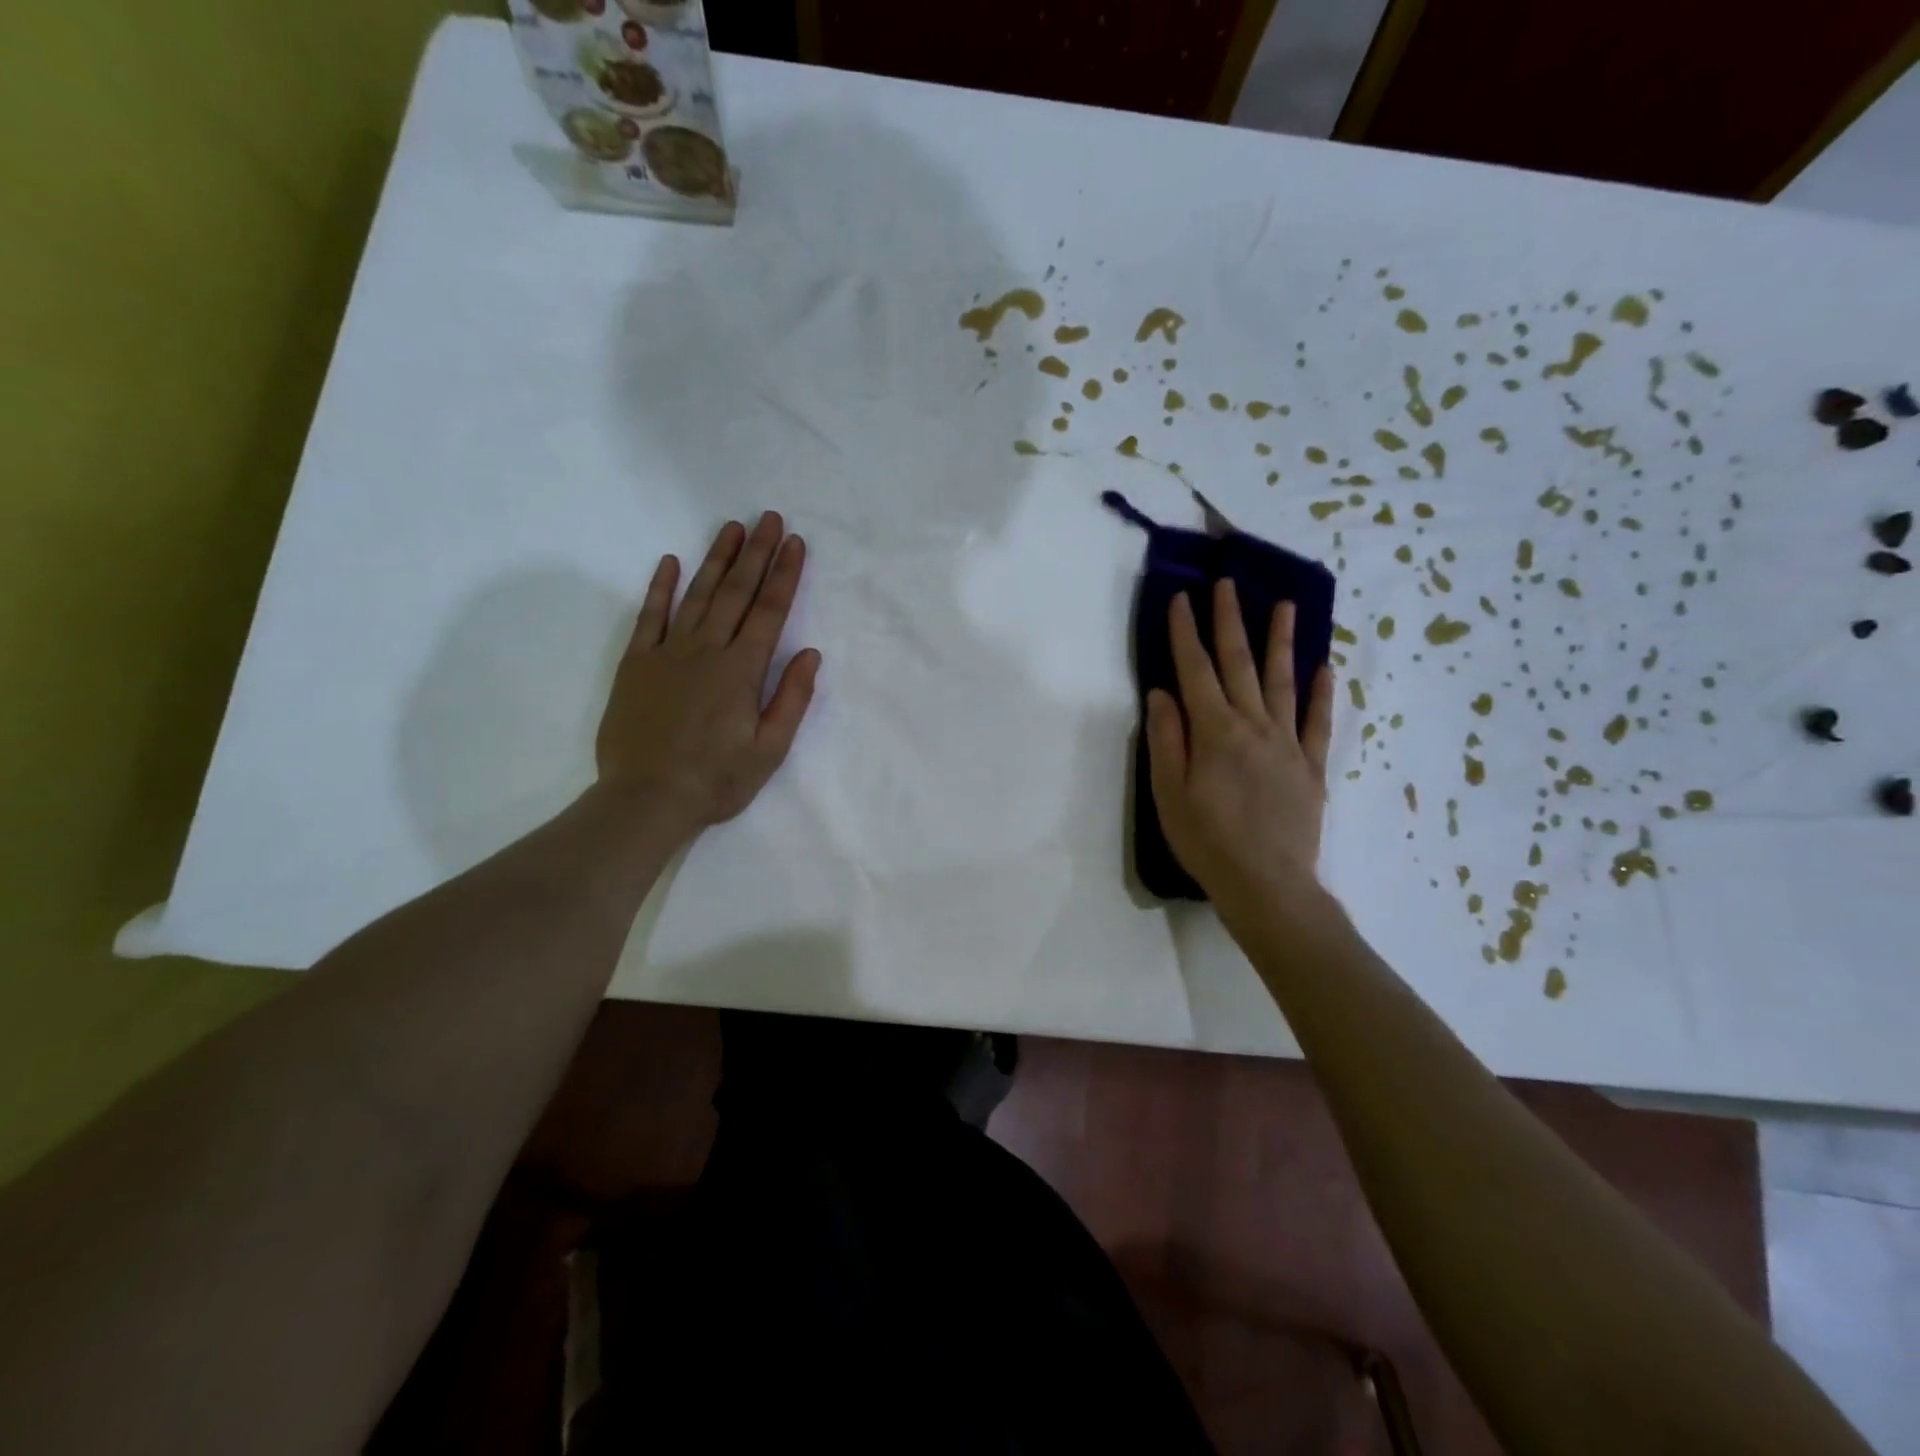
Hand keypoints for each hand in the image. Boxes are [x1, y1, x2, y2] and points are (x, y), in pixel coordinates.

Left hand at [595, 512, 820, 833]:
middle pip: (736, 593)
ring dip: (716, 559)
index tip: (795, 543)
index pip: (769, 612)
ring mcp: (667, 653)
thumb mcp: (769, 750)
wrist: (646, 799)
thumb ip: (791, 699)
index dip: (784, 575)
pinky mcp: (636, 664)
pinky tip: (670, 562)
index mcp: (742, 671)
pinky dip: (660, 588)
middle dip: (755, 553)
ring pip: (697, 595)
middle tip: (768, 517)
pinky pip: (649, 617)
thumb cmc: (716, 779)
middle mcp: (706, 651)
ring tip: (731, 527)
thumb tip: (810, 653)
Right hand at [1146, 579, 1333, 915]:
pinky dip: (1322, 692)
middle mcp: (1254, 726)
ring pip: (1283, 681)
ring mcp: (1287, 744)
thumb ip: (1166, 739)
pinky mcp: (1310, 766)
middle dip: (1230, 621)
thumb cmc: (1207, 842)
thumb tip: (1162, 692)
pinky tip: (1325, 667)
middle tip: (1228, 584)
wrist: (1268, 886)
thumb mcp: (1169, 794)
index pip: (1195, 670)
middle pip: (1239, 664)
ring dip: (1280, 641)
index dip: (1185, 632)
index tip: (1181, 597)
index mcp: (1215, 732)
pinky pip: (1318, 722)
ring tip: (1283, 605)